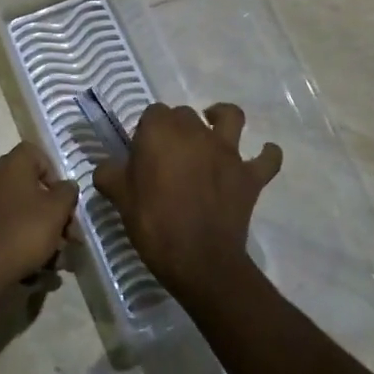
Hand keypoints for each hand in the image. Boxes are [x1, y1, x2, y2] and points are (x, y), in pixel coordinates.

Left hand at [0, 143, 78, 293]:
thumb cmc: (22, 232)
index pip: (33, 153)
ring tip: (53, 261)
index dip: (53, 172)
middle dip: (49, 212)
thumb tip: (65, 186)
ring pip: (15, 212)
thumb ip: (67, 192)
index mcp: (9, 166)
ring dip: (36, 232)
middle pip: (26, 187)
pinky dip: (17, 243)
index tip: (63, 199)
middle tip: (66, 237)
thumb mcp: (57, 211)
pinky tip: (32, 269)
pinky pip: (1, 229)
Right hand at [93, 102, 281, 304]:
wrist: (199, 259)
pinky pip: (267, 159)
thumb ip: (109, 174)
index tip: (142, 153)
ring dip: (222, 117)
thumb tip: (106, 167)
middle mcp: (196, 132)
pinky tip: (261, 156)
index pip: (153, 113)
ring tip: (214, 127)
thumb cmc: (153, 223)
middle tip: (168, 154)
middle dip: (177, 127)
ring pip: (230, 117)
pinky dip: (267, 154)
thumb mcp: (119, 197)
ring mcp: (228, 152)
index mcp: (160, 132)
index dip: (147, 131)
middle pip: (186, 114)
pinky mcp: (250, 175)